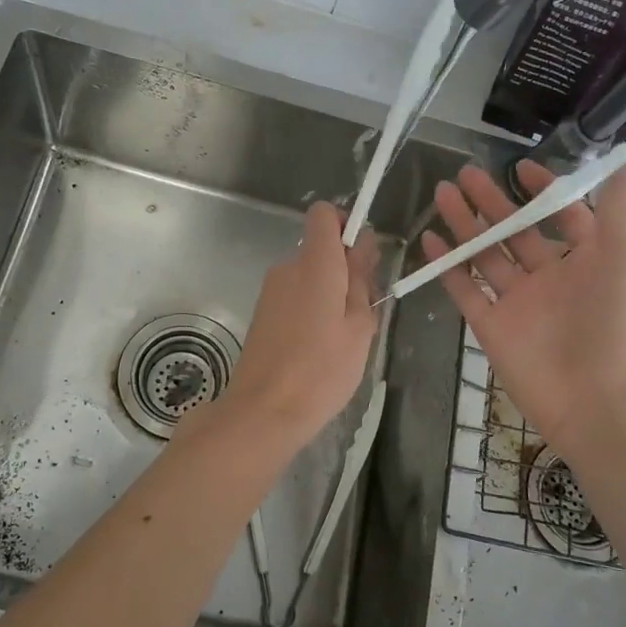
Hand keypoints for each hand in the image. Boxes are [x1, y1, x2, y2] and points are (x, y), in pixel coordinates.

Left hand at [219, 202, 379, 445]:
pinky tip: (319, 348)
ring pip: (308, 276)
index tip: (363, 255)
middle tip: (363, 313)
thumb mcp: (359, 326)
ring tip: (342, 338)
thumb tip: (363, 245)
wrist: (264, 411)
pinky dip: (311, 310)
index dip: (345, 224)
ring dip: (329, 294)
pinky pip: (294, 296)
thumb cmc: (322, 369)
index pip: (323, 214)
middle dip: (345, 269)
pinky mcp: (262, 313)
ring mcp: (270, 291)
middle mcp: (288, 268)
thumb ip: (362, 280)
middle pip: (319, 249)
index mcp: (315, 264)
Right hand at [423, 159, 625, 451]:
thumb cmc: (613, 325)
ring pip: (485, 255)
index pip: (561, 216)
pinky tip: (430, 240)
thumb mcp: (621, 258)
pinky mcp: (491, 326)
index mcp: (585, 260)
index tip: (520, 167)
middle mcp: (549, 277)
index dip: (543, 191)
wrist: (595, 401)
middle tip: (465, 173)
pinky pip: (465, 289)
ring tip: (442, 193)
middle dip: (491, 202)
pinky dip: (448, 266)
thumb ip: (618, 208)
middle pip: (514, 232)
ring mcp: (517, 302)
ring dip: (465, 225)